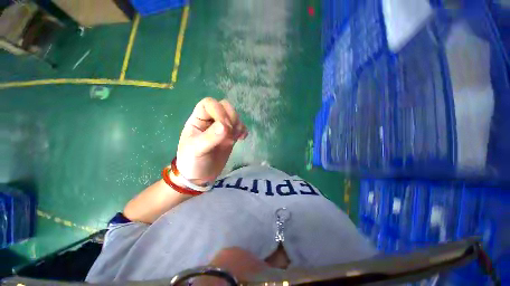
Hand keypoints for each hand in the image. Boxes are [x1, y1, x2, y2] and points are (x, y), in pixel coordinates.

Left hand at [176, 98, 247, 184]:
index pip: (209, 103)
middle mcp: (211, 120)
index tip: (225, 127)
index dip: (219, 111)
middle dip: (231, 118)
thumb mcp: (197, 149)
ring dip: (238, 125)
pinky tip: (242, 138)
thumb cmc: (192, 161)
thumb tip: (225, 126)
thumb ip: (210, 137)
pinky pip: (240, 127)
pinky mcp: (230, 136)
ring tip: (235, 138)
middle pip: (225, 107)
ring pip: (234, 116)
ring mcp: (222, 128)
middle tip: (230, 133)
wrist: (200, 176)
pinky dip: (243, 130)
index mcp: (198, 119)